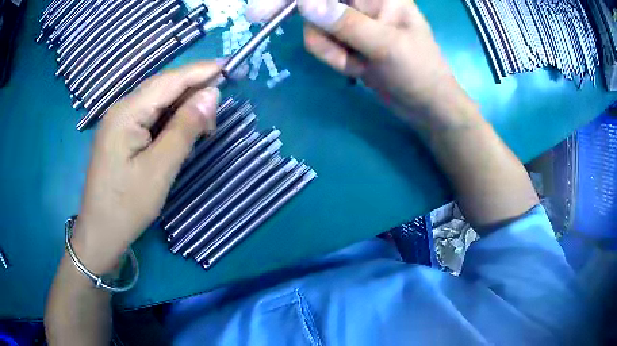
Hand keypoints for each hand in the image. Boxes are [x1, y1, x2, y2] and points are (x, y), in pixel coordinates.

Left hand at [72, 62, 220, 272]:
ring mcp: (119, 123)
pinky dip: (169, 122)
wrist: (100, 234)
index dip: (200, 71)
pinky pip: (149, 118)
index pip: (170, 80)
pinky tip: (180, 135)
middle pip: (162, 88)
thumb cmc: (127, 206)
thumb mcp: (160, 169)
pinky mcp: (120, 136)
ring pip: (157, 103)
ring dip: (182, 109)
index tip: (230, 66)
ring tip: (203, 127)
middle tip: (217, 114)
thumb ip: (185, 128)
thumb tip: (212, 94)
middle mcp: (121, 110)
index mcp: (127, 112)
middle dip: (193, 92)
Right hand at [247, 0, 470, 128]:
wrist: (425, 105)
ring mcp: (350, 20)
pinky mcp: (345, 39)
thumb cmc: (420, 72)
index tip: (271, 3)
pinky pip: (321, 43)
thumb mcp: (387, 46)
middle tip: (255, 14)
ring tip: (358, 63)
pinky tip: (357, 68)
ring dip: (329, 48)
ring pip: (313, 24)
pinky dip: (333, 58)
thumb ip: (347, 23)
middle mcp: (360, 1)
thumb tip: (305, 2)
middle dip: (287, 6)